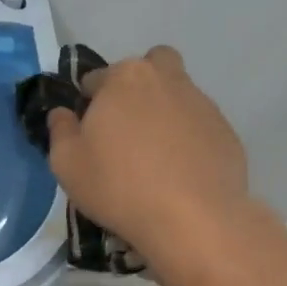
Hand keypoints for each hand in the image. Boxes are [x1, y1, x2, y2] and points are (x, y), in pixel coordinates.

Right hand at [46, 46, 250, 258]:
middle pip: (150, 67)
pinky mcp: (226, 132)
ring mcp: (202, 104)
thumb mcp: (67, 164)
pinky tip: (180, 173)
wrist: (192, 219)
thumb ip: (60, 131)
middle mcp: (167, 79)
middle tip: (127, 128)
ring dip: (164, 114)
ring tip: (155, 158)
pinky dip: (189, 140)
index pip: (98, 77)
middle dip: (137, 87)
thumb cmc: (119, 186)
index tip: (89, 133)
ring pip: (178, 95)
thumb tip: (62, 113)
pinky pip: (199, 126)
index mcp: (125, 78)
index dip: (89, 103)